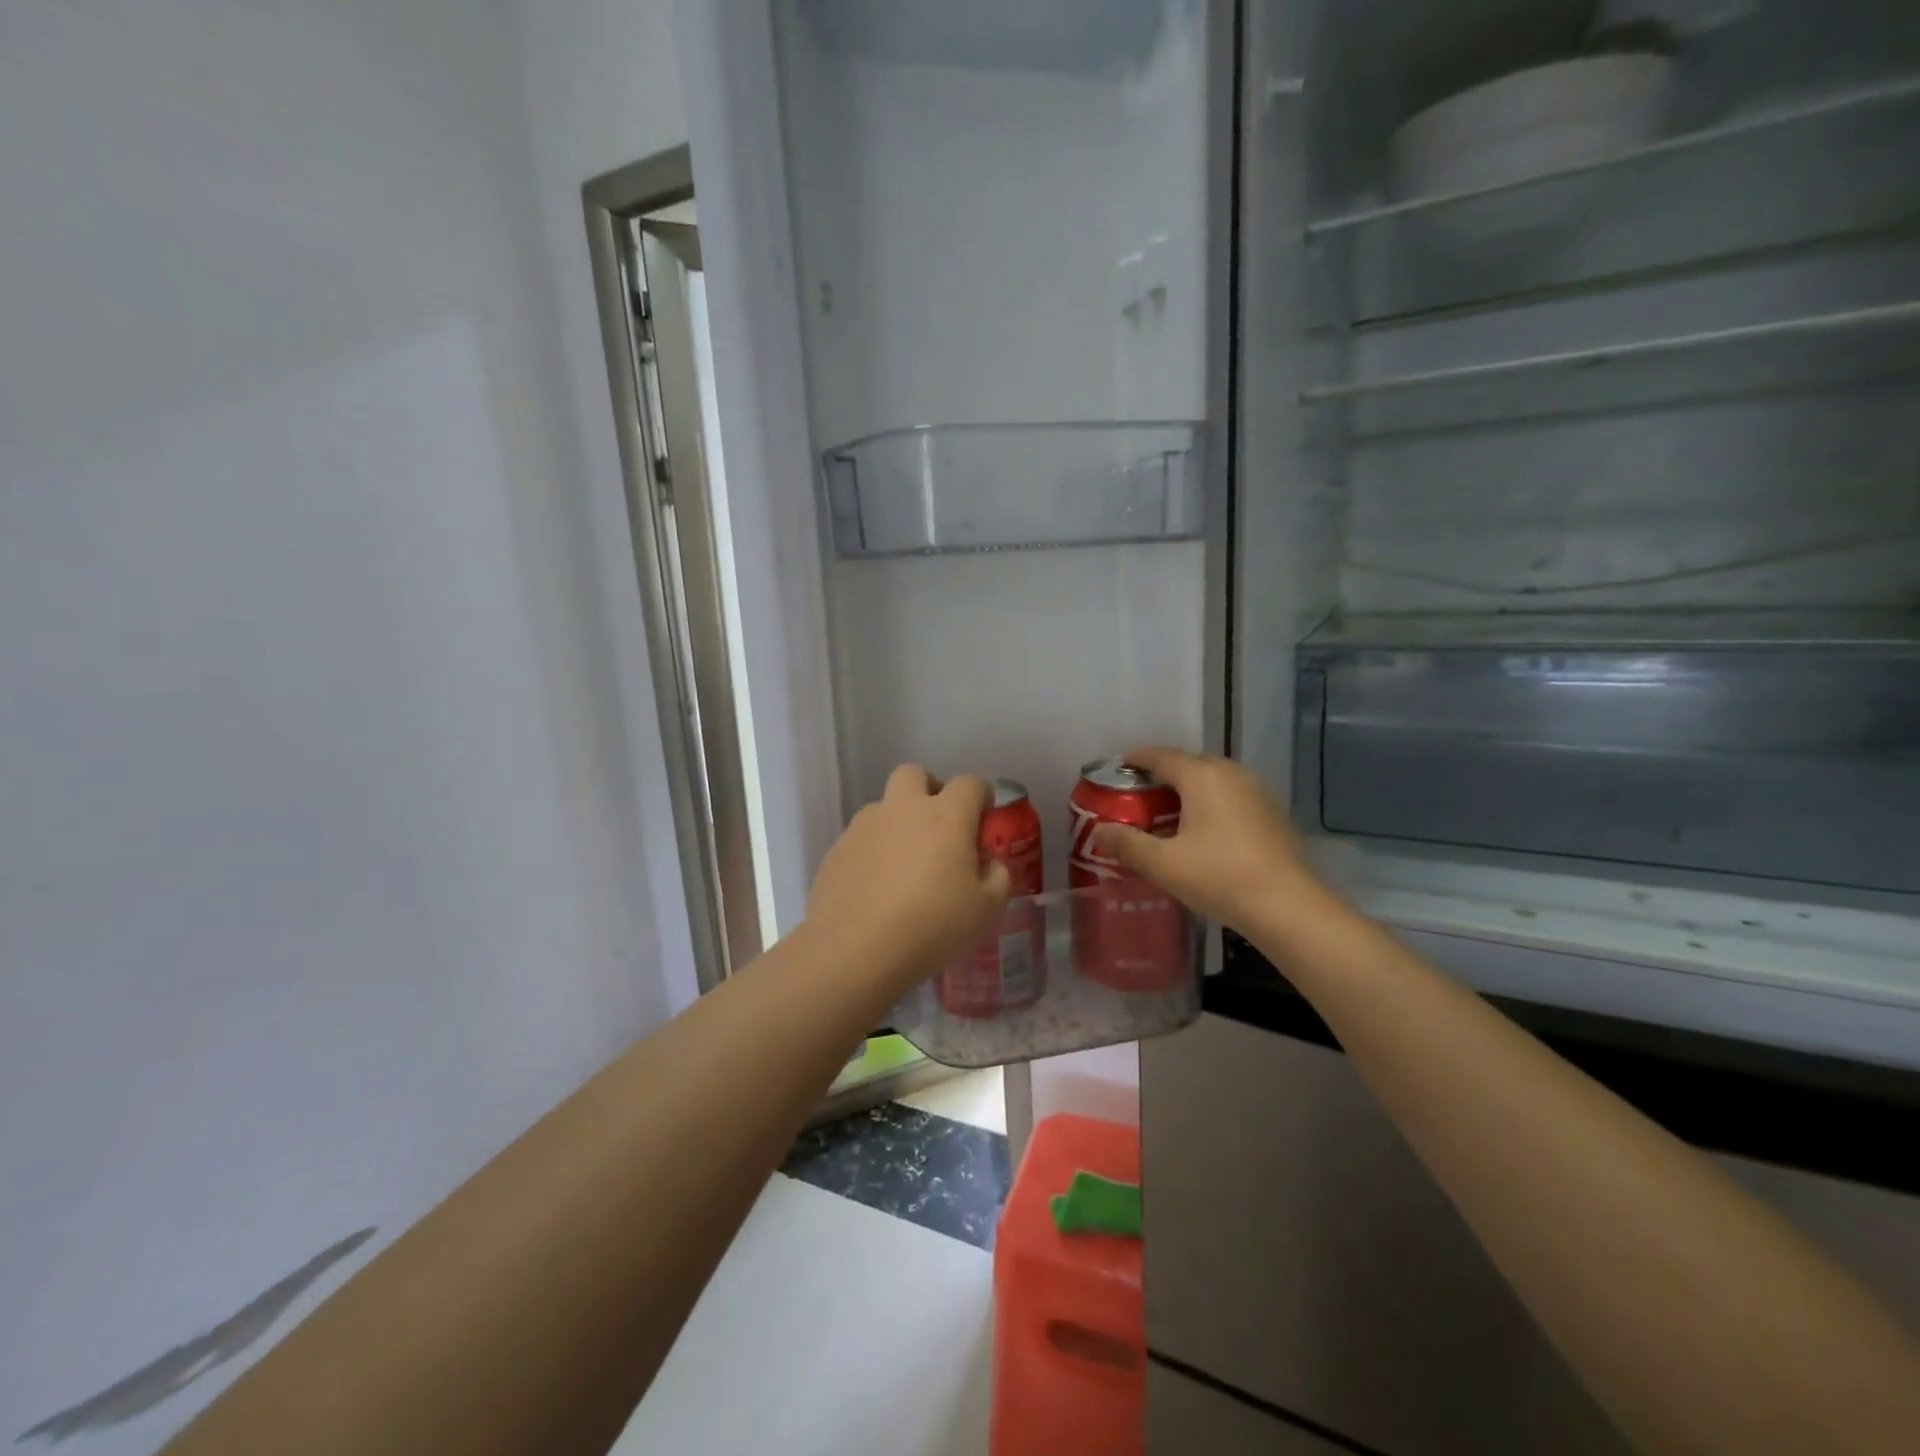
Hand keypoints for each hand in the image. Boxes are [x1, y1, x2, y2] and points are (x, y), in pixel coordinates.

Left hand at [805, 766, 1011, 992]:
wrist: (856, 949)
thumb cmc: (932, 925)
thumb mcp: (987, 909)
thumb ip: (998, 877)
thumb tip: (989, 863)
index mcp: (946, 815)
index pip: (970, 783)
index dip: (981, 796)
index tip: (983, 818)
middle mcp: (903, 809)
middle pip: (915, 774)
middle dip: (929, 789)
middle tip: (938, 825)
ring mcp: (865, 826)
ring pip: (883, 806)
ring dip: (897, 821)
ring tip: (903, 864)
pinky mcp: (837, 849)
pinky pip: (861, 838)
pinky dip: (873, 851)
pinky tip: (876, 887)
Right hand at [1092, 747, 1323, 935]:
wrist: (1288, 907)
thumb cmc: (1219, 877)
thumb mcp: (1164, 864)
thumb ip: (1128, 844)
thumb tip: (1099, 831)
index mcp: (1201, 775)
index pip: (1161, 756)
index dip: (1136, 759)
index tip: (1118, 768)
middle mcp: (1230, 773)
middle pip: (1188, 763)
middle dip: (1162, 775)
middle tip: (1139, 796)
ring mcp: (1257, 791)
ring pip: (1213, 779)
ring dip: (1189, 789)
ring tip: (1169, 812)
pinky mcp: (1272, 812)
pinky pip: (1232, 796)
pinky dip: (1212, 803)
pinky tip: (1205, 830)